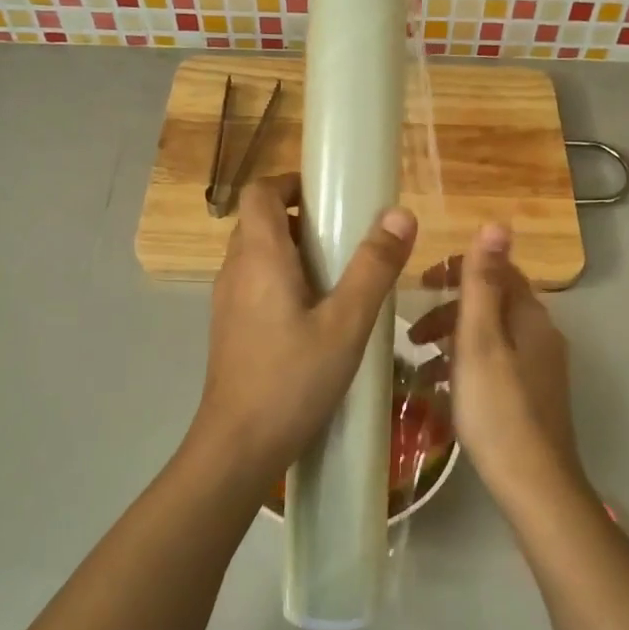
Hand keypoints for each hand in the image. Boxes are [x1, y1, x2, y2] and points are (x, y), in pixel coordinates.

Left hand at [186, 173, 416, 494]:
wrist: (239, 446)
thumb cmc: (293, 380)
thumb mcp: (346, 324)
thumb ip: (374, 268)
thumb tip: (400, 213)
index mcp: (258, 257)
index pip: (260, 192)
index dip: (291, 183)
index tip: (330, 196)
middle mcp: (235, 271)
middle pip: (259, 222)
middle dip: (301, 218)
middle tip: (346, 238)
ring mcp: (228, 302)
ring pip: (257, 256)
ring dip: (294, 252)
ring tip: (339, 277)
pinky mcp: (231, 329)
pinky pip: (256, 286)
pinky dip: (284, 282)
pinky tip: (317, 317)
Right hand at [410, 225, 583, 496]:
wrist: (533, 482)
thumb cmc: (497, 408)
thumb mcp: (480, 340)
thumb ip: (483, 283)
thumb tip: (496, 224)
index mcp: (531, 318)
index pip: (498, 271)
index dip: (459, 269)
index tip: (420, 283)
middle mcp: (542, 337)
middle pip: (493, 305)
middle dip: (450, 310)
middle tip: (413, 333)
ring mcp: (539, 369)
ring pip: (491, 337)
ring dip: (453, 341)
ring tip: (418, 363)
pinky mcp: (532, 397)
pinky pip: (494, 365)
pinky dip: (466, 366)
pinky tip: (441, 391)